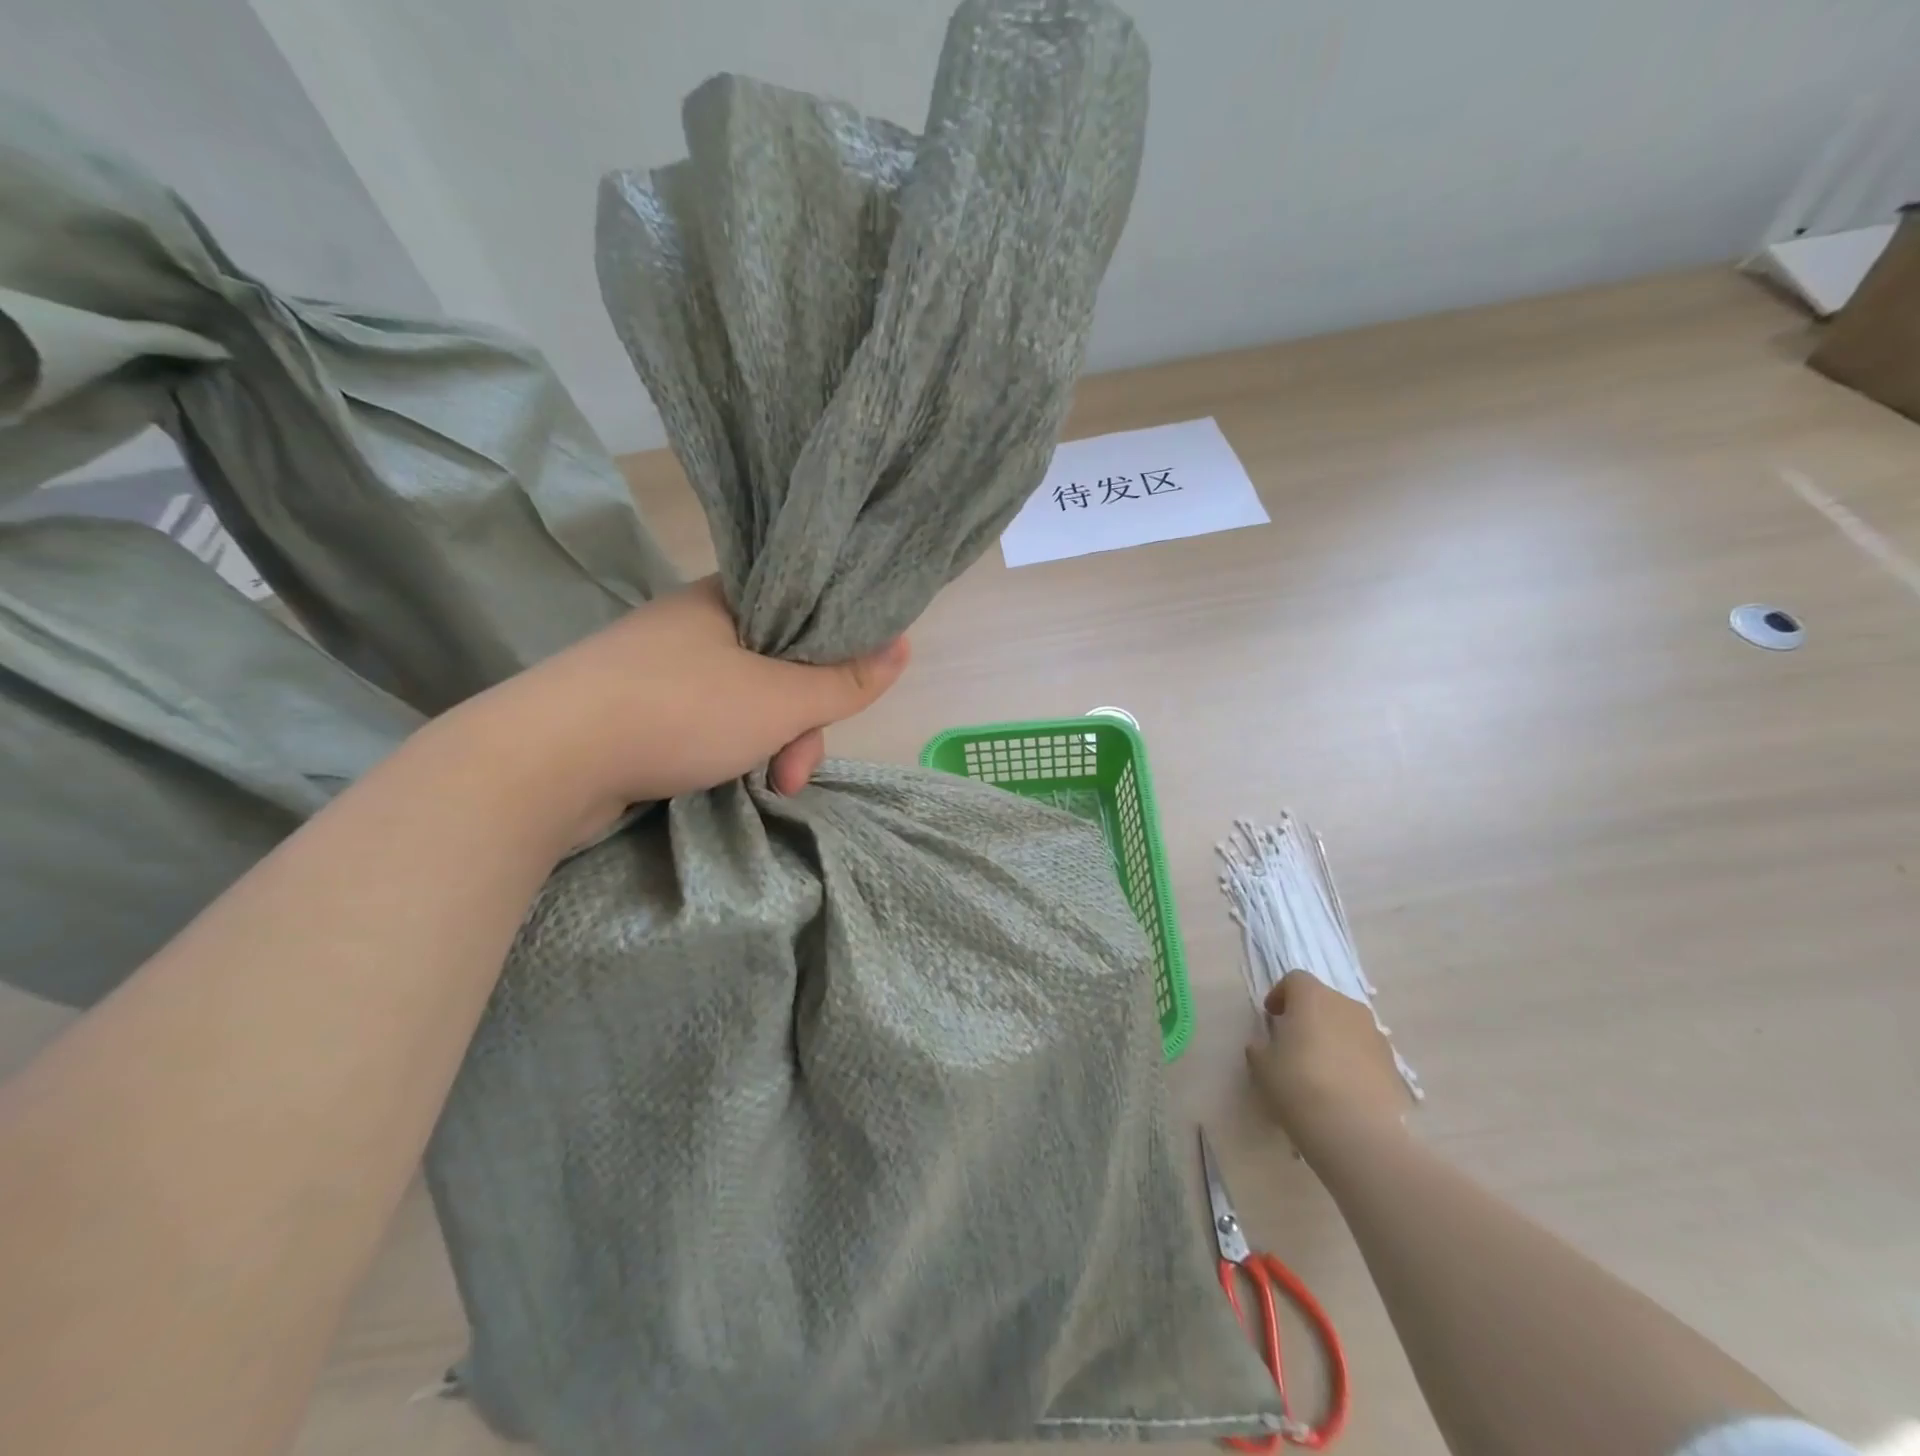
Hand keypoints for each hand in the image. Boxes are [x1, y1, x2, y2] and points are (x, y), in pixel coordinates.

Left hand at [456, 577, 909, 841]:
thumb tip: (905, 644)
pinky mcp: (633, 708)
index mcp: (726, 600)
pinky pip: (704, 723)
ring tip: (765, 790)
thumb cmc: (679, 712)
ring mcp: (658, 668)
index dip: (832, 661)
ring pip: (742, 703)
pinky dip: (725, 753)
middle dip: (797, 726)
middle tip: (793, 773)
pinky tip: (726, 783)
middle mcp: (693, 625)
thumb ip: (845, 680)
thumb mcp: (780, 700)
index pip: (803, 616)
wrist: (546, 759)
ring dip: (765, 747)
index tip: (838, 705)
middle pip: (776, 669)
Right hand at [1246, 972, 1410, 1155]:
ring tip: (1320, 1068)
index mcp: (1312, 997)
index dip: (1280, 995)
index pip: (1294, 980)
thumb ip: (1261, 1047)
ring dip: (1333, 1037)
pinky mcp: (1393, 1064)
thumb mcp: (1262, 1065)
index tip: (1272, 1017)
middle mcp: (1347, 1006)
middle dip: (1308, 1015)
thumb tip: (1266, 1046)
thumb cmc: (1298, 1084)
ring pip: (1348, 1025)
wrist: (1355, 1130)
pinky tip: (1342, 1088)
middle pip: (1324, 1000)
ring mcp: (1375, 1034)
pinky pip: (1365, 1052)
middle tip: (1294, 1042)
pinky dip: (1353, 1060)